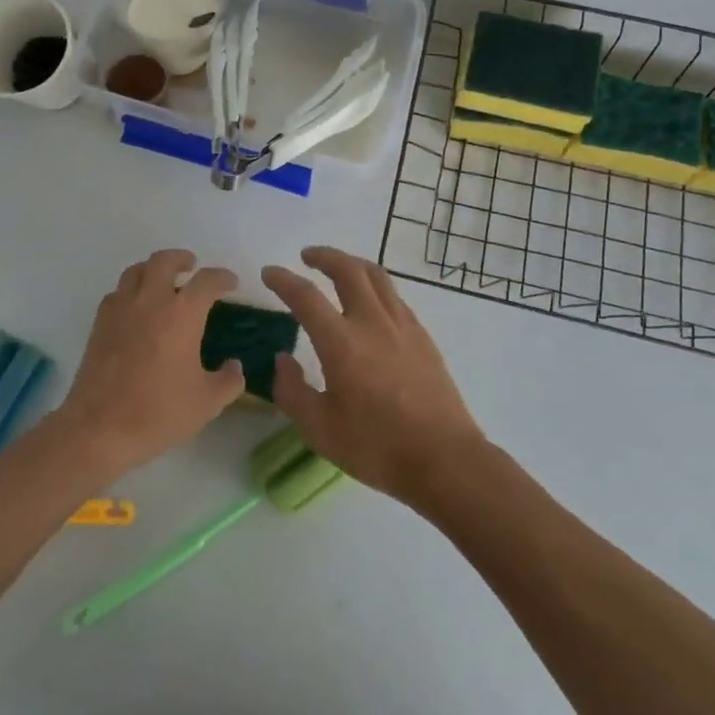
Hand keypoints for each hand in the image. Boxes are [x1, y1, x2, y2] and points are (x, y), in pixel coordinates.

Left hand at [55, 249, 244, 478]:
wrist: (99, 428)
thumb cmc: (159, 412)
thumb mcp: (207, 403)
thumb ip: (229, 380)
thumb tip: (235, 366)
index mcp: (182, 314)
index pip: (207, 281)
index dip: (222, 278)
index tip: (231, 283)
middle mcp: (151, 301)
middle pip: (165, 261)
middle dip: (182, 259)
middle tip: (192, 267)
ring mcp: (121, 309)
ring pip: (136, 271)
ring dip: (153, 269)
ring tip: (163, 281)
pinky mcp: (100, 324)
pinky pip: (117, 293)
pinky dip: (131, 291)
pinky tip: (137, 308)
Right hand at [262, 246, 486, 506]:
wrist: (444, 459)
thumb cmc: (376, 447)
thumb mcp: (319, 429)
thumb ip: (293, 391)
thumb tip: (282, 360)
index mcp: (341, 343)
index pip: (305, 296)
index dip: (283, 280)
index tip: (269, 273)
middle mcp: (372, 322)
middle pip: (347, 269)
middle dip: (324, 256)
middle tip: (306, 257)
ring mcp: (402, 326)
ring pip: (376, 276)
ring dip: (352, 263)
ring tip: (338, 267)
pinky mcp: (423, 336)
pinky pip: (394, 296)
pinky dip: (375, 285)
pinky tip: (370, 302)